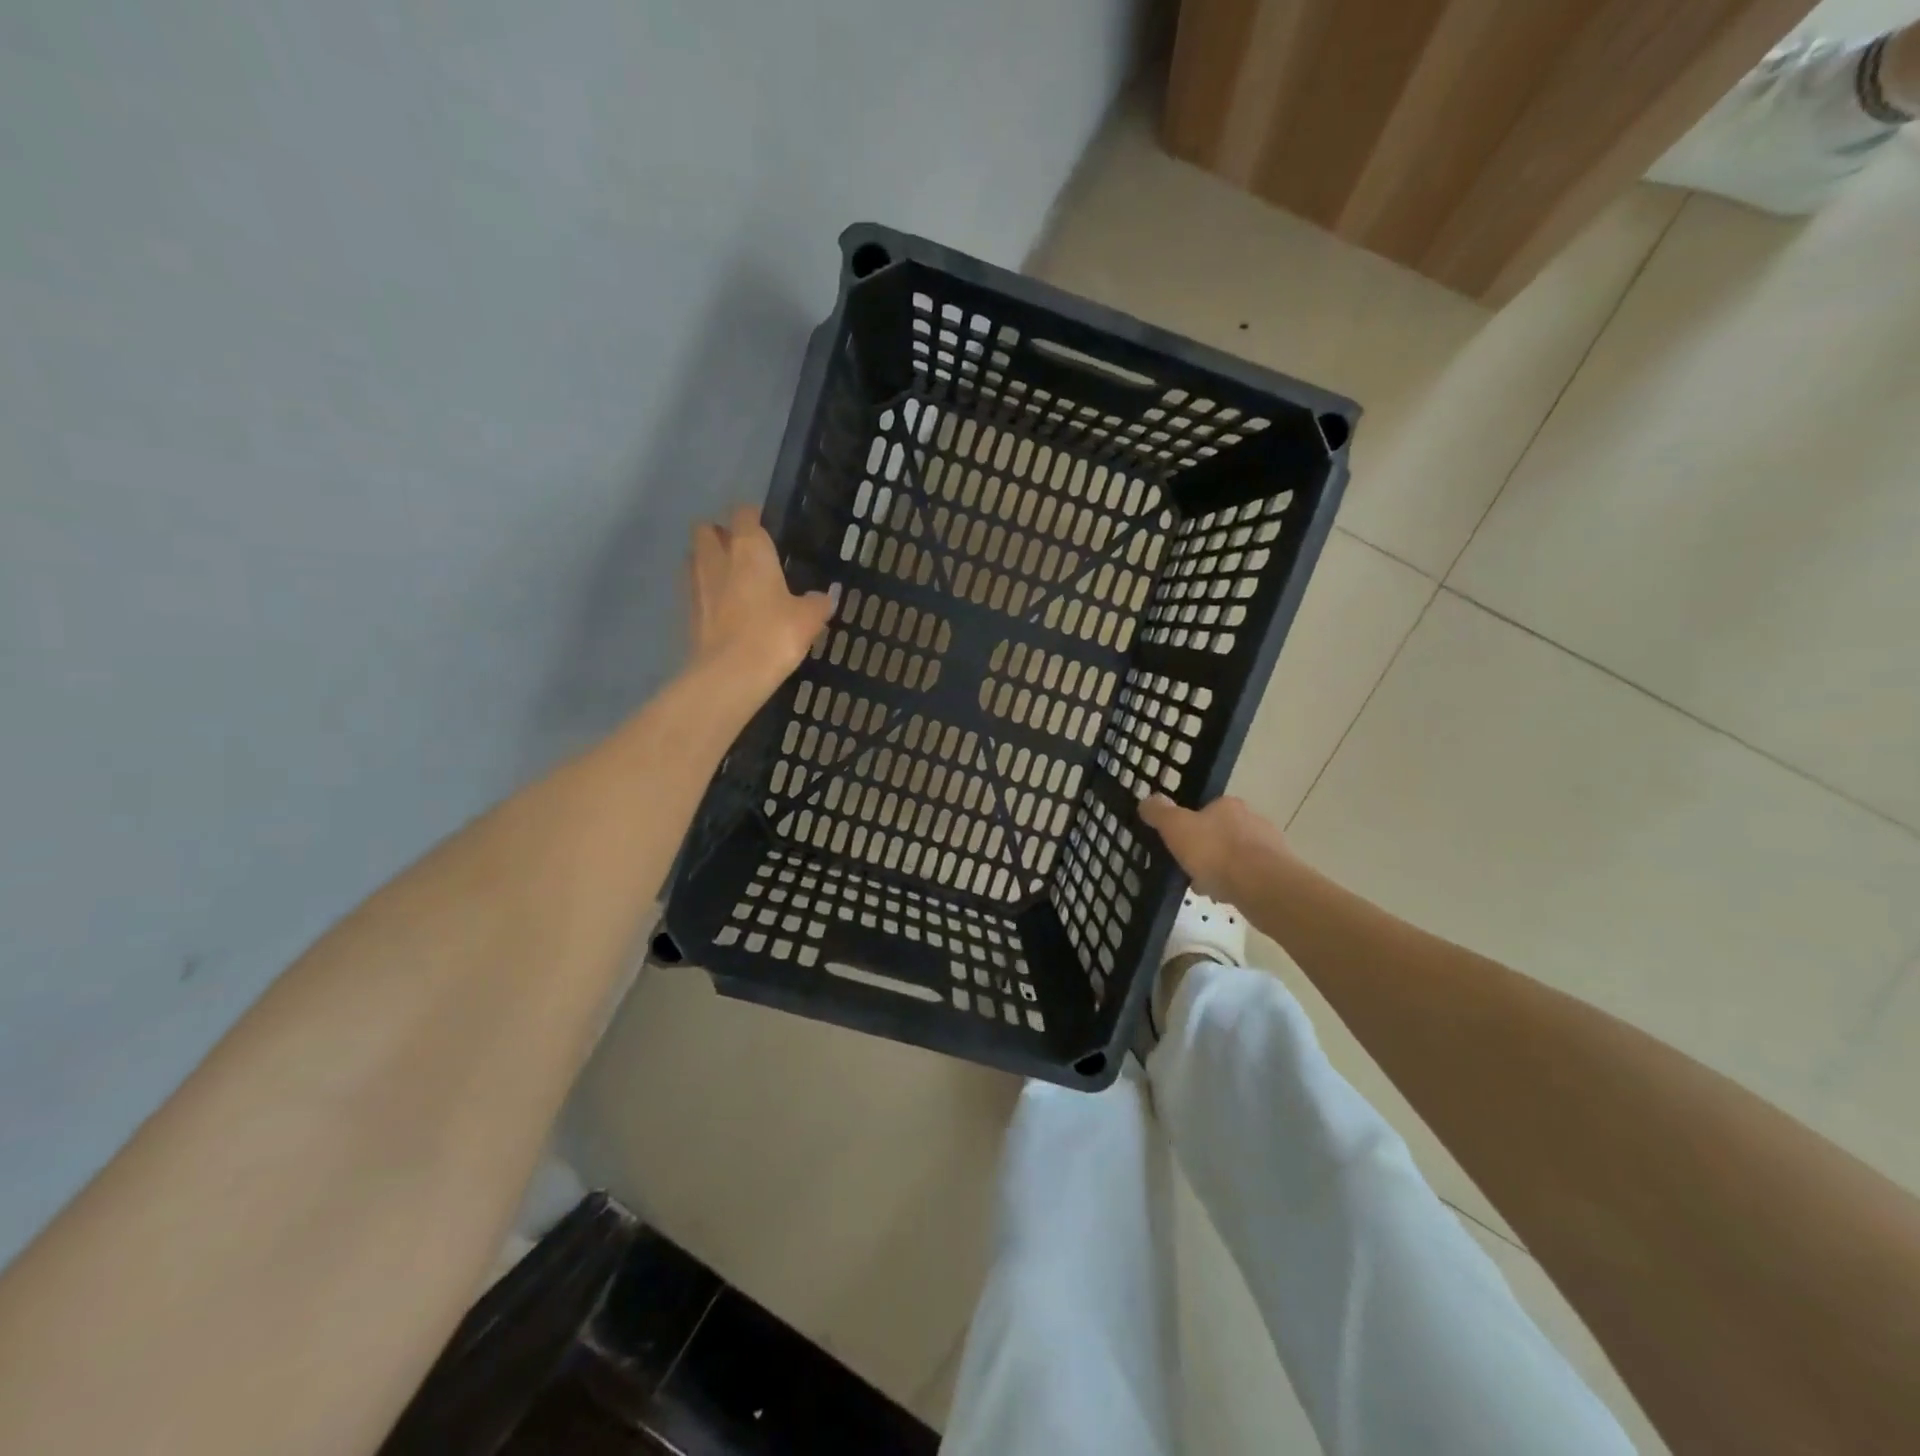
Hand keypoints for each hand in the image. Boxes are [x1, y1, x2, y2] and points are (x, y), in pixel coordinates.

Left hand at [687, 506, 833, 694]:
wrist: (731, 674)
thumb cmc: (775, 634)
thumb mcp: (809, 618)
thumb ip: (818, 602)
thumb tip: (824, 597)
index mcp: (749, 548)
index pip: (744, 514)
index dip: (754, 518)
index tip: (766, 529)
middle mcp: (717, 557)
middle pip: (707, 529)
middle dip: (721, 535)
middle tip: (742, 554)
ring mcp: (696, 583)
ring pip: (695, 557)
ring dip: (709, 562)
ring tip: (731, 581)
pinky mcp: (686, 611)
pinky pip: (694, 589)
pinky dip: (705, 592)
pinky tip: (723, 610)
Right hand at [1139, 794, 1293, 903]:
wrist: (1263, 886)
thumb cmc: (1216, 852)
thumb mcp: (1176, 827)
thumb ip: (1159, 813)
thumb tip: (1146, 800)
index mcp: (1228, 805)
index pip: (1206, 811)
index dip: (1190, 828)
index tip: (1180, 847)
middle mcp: (1252, 820)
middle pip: (1222, 834)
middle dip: (1207, 852)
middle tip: (1191, 871)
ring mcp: (1270, 846)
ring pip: (1237, 857)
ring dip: (1222, 871)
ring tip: (1207, 890)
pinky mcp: (1280, 872)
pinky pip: (1251, 877)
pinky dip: (1238, 885)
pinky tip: (1227, 898)